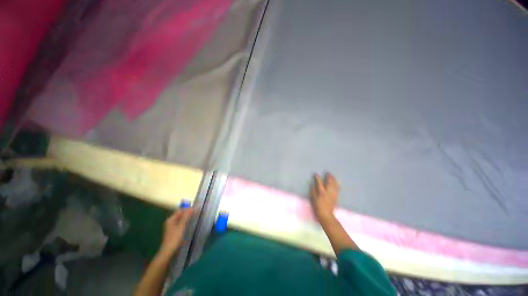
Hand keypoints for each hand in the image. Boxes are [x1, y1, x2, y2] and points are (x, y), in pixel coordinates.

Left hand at [158, 208, 193, 257]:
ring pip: (180, 219)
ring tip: (194, 217)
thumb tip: (192, 208)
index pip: (180, 211)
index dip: (187, 209)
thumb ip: (186, 217)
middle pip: (180, 214)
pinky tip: (189, 224)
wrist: (168, 252)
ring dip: (187, 218)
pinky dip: (185, 222)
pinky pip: (180, 223)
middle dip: (187, 213)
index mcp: (170, 219)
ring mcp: (171, 227)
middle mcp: (170, 222)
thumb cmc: (174, 238)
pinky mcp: (174, 231)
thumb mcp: (181, 226)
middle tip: (196, 213)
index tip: (196, 209)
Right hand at [311, 173, 339, 221]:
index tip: (315, 174)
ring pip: (334, 184)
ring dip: (333, 179)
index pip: (319, 182)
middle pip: (329, 182)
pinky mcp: (336, 196)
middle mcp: (328, 191)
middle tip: (328, 173)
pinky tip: (336, 182)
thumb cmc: (317, 206)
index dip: (317, 177)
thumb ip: (313, 190)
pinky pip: (337, 188)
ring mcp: (333, 194)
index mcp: (321, 192)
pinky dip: (337, 184)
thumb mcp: (313, 198)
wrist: (326, 214)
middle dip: (329, 177)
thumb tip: (314, 184)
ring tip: (332, 176)